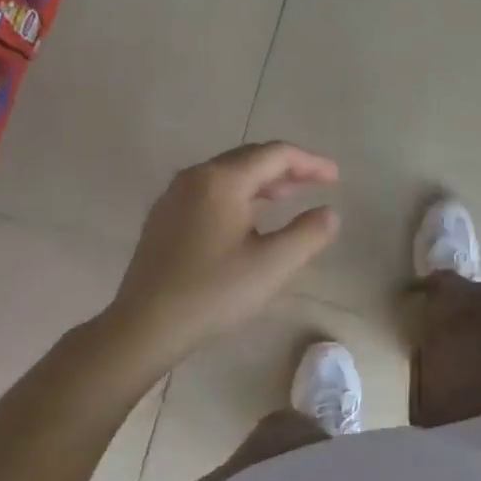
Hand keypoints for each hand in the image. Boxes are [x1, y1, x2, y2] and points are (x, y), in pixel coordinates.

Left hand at [108, 142, 340, 367]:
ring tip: (287, 197)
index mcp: (223, 180)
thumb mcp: (272, 265)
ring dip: (262, 180)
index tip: (335, 178)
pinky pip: (209, 190)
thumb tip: (329, 213)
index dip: (310, 163)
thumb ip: (309, 234)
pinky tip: (247, 218)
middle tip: (315, 184)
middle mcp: (196, 176)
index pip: (276, 154)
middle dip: (287, 168)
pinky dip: (238, 193)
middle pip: (249, 157)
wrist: (145, 325)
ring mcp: (174, 195)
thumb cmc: (213, 292)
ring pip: (228, 173)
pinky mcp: (163, 216)